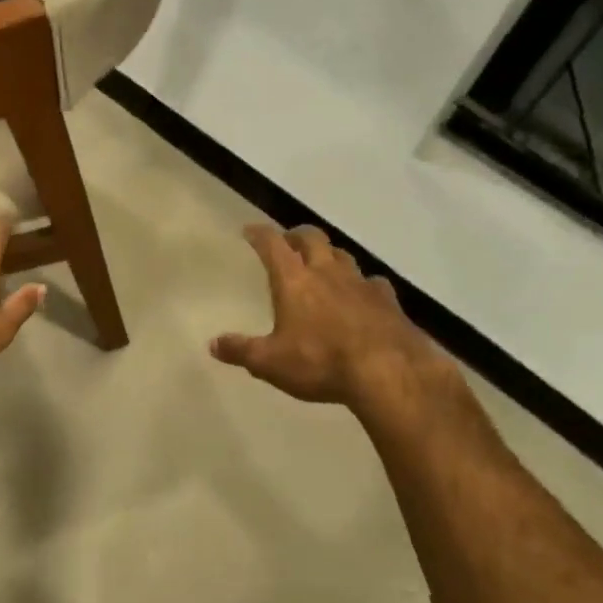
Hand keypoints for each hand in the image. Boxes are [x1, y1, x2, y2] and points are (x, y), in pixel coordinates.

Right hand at [211, 224, 461, 413]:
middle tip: (287, 241)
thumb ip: (241, 351)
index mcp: (294, 281)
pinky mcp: (387, 300)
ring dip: (329, 254)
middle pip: (312, 238)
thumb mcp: (270, 363)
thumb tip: (213, 345)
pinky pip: (372, 281)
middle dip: (296, 235)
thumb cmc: (321, 362)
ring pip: (343, 255)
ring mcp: (361, 283)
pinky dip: (362, 283)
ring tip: (322, 263)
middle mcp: (327, 272)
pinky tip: (362, 293)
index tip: (249, 230)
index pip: (273, 245)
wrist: (389, 372)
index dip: (259, 234)